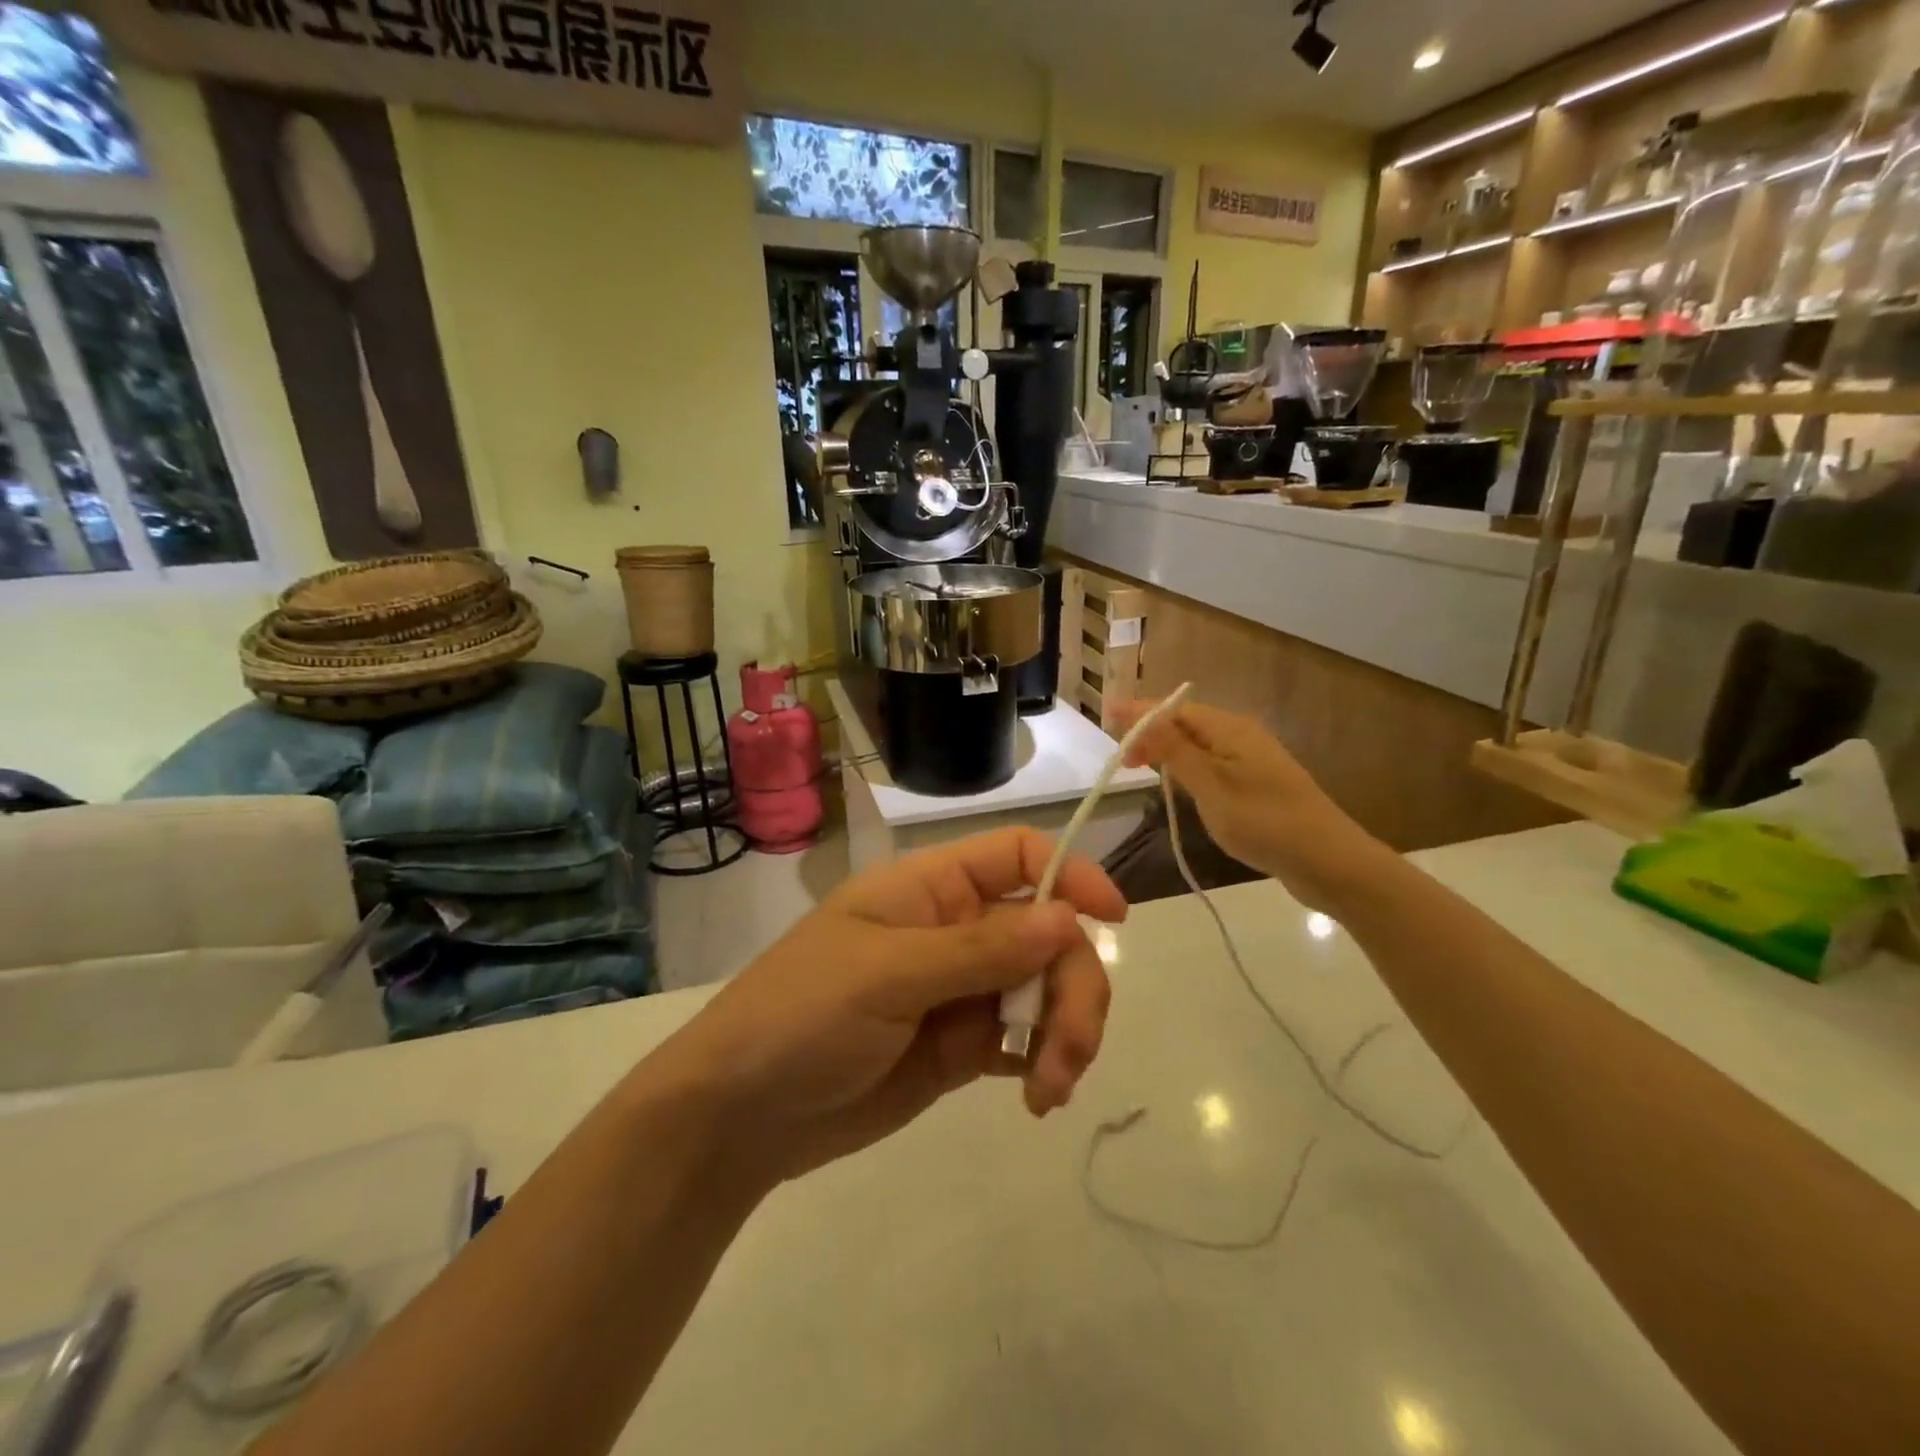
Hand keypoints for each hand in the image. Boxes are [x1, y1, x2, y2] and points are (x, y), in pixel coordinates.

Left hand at [654, 827, 1124, 1185]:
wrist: (741, 1116)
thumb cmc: (800, 1016)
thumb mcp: (886, 975)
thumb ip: (979, 949)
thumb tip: (1068, 918)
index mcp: (931, 889)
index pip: (1018, 855)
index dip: (1071, 874)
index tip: (1114, 919)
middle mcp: (954, 930)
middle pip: (1047, 933)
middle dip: (1074, 983)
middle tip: (1071, 1047)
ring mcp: (961, 990)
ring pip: (1045, 989)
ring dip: (1066, 1031)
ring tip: (1050, 1087)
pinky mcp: (962, 1047)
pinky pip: (1025, 1040)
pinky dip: (1044, 1063)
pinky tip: (1038, 1098)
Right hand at [1111, 698, 1386, 913]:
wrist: (1329, 862)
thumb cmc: (1264, 822)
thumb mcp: (1211, 787)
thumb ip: (1175, 752)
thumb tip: (1143, 718)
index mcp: (1230, 729)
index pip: (1174, 710)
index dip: (1139, 713)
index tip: (1106, 717)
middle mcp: (1241, 736)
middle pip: (1186, 723)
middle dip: (1151, 732)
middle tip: (1120, 758)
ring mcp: (1251, 760)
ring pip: (1198, 745)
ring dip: (1167, 751)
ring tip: (1139, 767)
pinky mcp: (1256, 784)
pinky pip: (1211, 764)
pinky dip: (1187, 768)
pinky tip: (1177, 785)